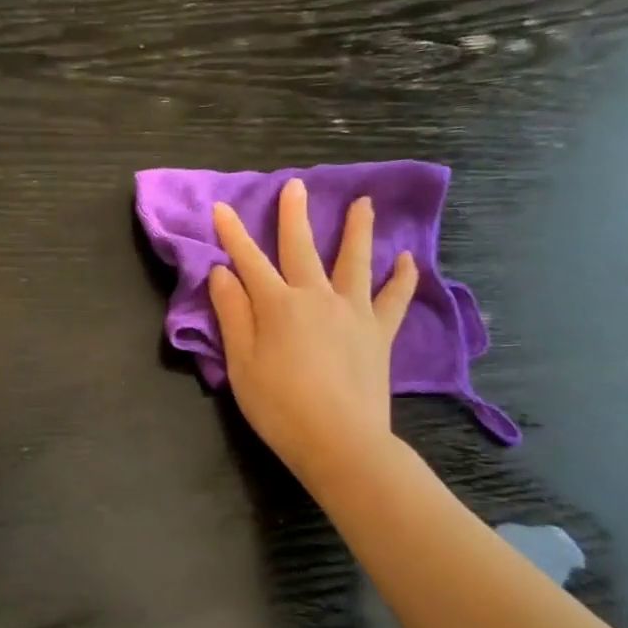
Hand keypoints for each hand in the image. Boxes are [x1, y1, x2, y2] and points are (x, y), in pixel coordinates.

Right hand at [209, 177, 417, 495]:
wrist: (339, 440)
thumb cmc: (279, 406)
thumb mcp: (241, 363)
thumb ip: (232, 314)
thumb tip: (223, 272)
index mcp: (277, 305)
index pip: (248, 261)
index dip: (232, 234)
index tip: (221, 208)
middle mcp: (316, 297)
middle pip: (302, 248)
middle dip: (294, 216)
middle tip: (295, 186)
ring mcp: (352, 312)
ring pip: (354, 261)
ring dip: (357, 230)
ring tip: (364, 203)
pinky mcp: (378, 333)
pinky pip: (394, 299)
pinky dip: (401, 279)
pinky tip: (407, 260)